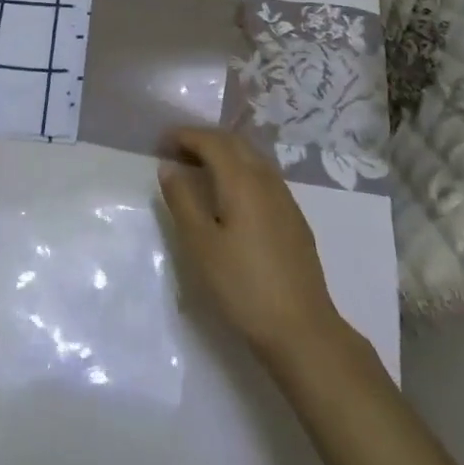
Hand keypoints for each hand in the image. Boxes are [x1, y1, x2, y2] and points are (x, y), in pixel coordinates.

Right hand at [158, 127, 344, 362]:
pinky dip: (240, 169)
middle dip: (204, 139)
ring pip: (252, 157)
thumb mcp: (200, 245)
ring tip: (199, 167)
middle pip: (234, 143)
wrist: (302, 329)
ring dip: (224, 152)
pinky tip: (231, 193)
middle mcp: (266, 179)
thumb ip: (182, 200)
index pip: (211, 141)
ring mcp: (285, 198)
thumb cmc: (243, 286)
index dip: (185, 135)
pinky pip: (263, 175)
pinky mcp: (294, 218)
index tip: (161, 141)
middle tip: (177, 149)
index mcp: (242, 180)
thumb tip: (169, 166)